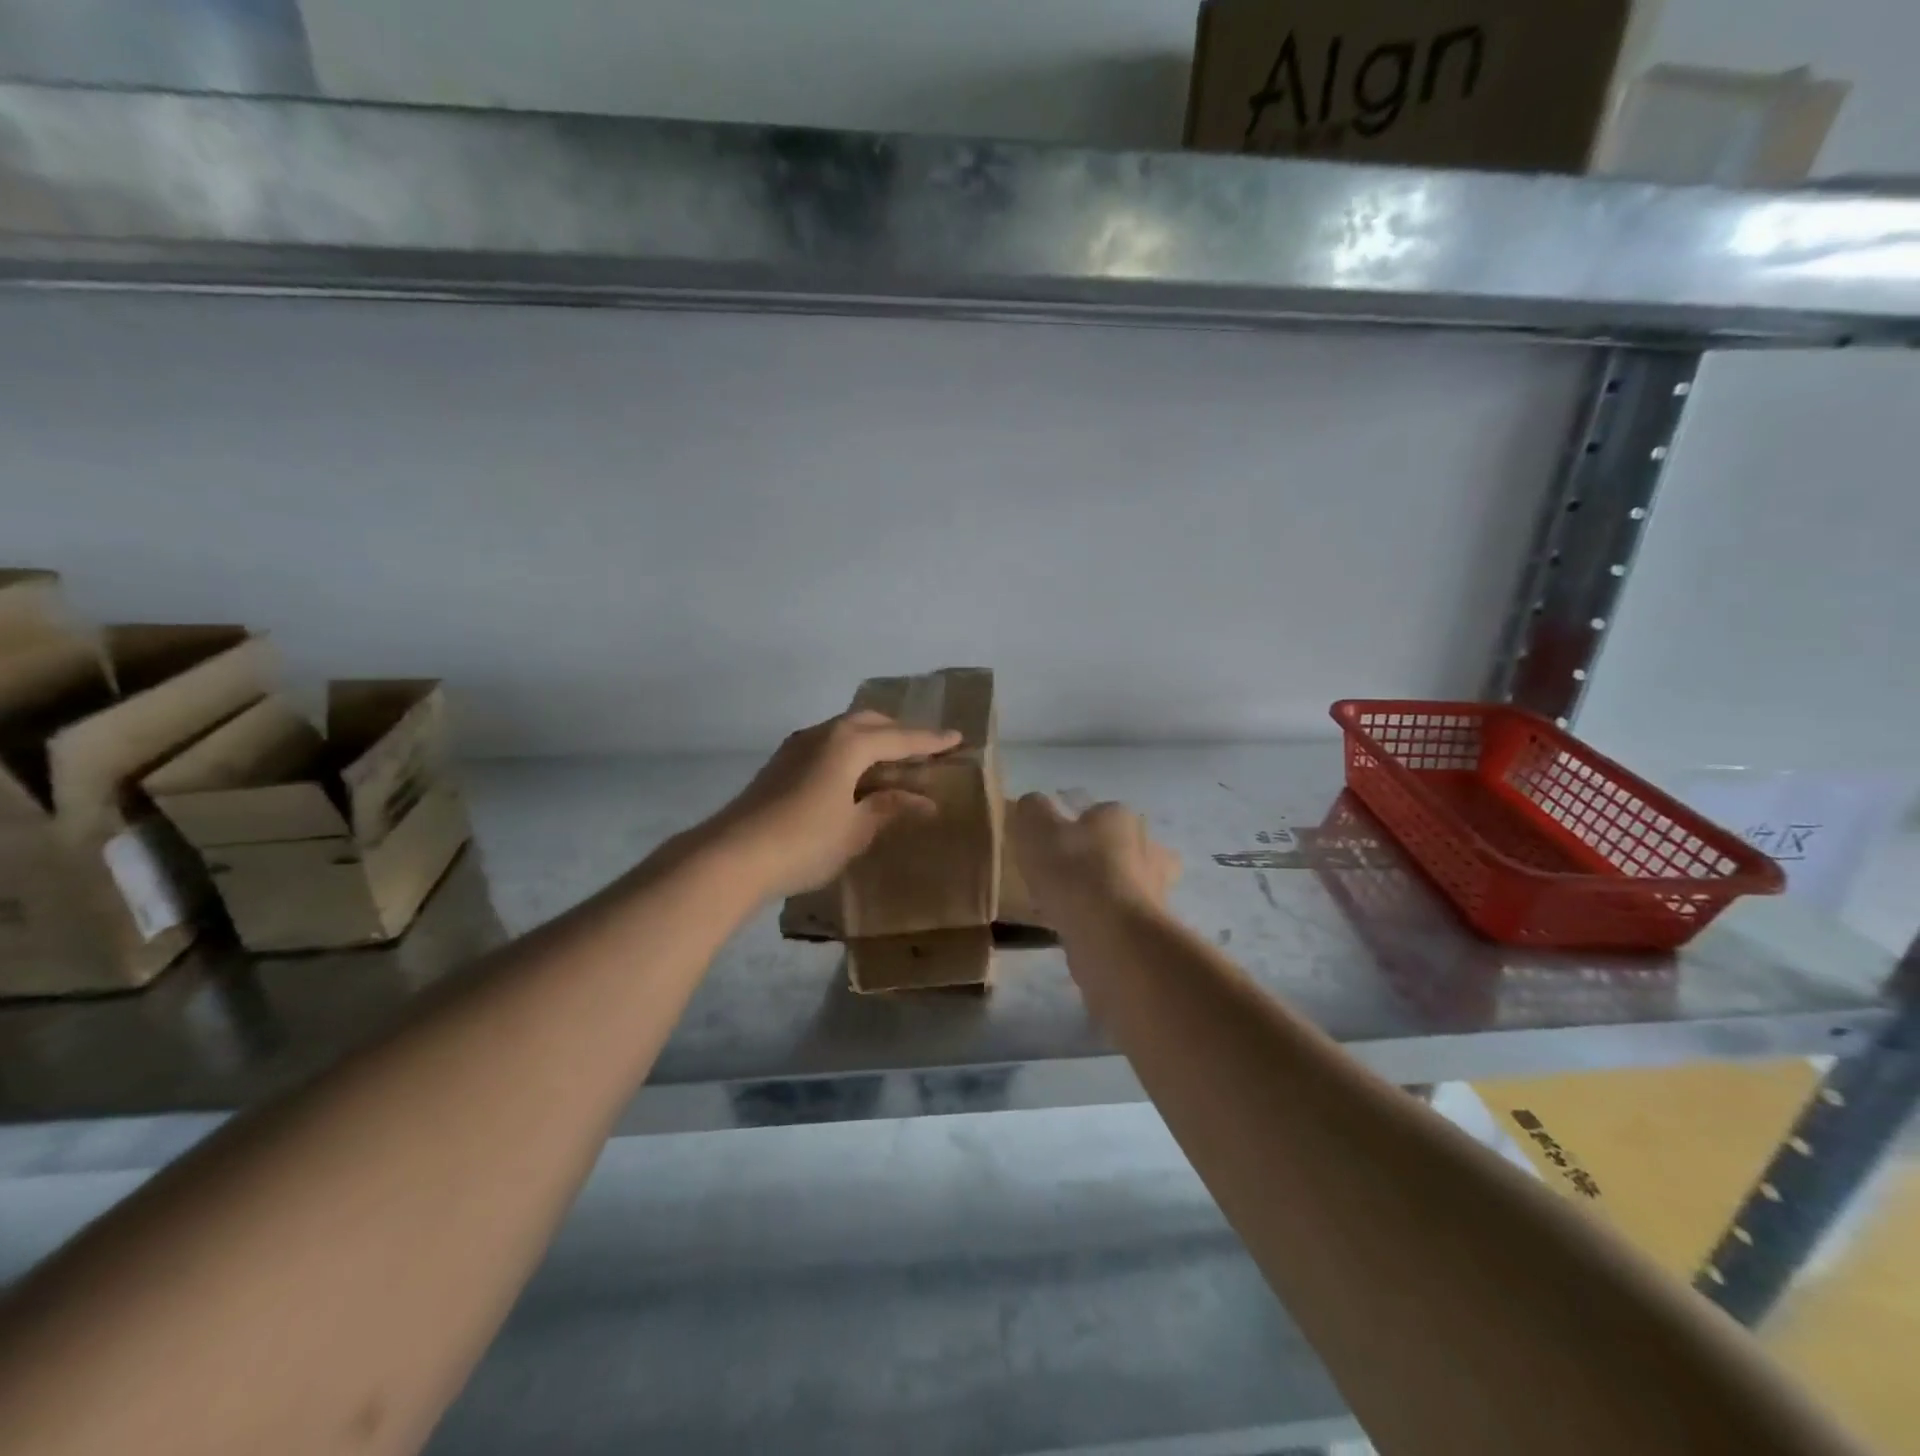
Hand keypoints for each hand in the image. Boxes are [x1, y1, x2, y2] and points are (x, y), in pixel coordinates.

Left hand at [707, 710, 961, 898]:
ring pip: (845, 732)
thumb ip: (888, 807)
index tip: (957, 738)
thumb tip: (922, 801)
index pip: (900, 738)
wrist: (732, 855)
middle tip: (923, 750)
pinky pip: (828, 747)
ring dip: (872, 743)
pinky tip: (853, 778)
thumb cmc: (805, 841)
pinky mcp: (781, 764)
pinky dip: (850, 754)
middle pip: (870, 724)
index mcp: (849, 743)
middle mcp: (823, 733)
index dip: (930, 741)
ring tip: (892, 763)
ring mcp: (797, 746)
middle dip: (899, 734)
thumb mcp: (856, 829)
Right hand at [1010, 794, 1180, 923]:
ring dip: (1104, 891)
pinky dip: (1103, 921)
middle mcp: (1147, 847)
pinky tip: (1077, 930)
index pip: (1099, 811)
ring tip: (1068, 905)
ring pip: (1126, 883)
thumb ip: (1032, 810)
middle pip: (1122, 846)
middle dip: (1100, 856)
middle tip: (1065, 872)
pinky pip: (1121, 917)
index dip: (1075, 825)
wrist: (1112, 937)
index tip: (1051, 843)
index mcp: (1120, 817)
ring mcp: (1154, 890)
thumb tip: (1034, 804)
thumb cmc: (1074, 873)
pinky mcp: (1150, 928)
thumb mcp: (1036, 829)